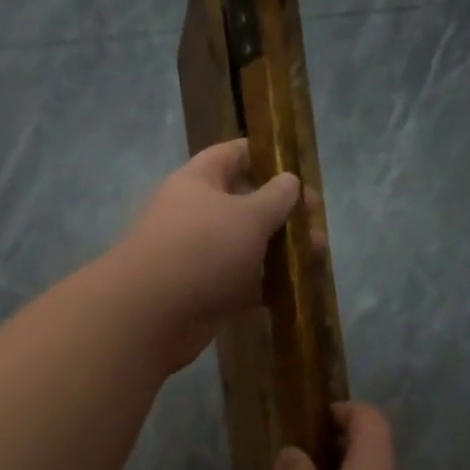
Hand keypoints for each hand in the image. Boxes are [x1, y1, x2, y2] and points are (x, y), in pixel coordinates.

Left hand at [113, 139, 303, 371]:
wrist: (152, 314)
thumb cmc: (202, 249)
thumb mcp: (248, 216)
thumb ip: (275, 197)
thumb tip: (290, 180)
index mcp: (198, 181)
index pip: (233, 154)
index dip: (265, 155)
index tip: (298, 167)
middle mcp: (195, 214)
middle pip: (244, 203)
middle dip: (282, 211)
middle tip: (318, 222)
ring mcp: (197, 256)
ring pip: (245, 246)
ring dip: (279, 250)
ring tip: (318, 256)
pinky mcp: (203, 293)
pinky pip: (241, 283)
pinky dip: (265, 285)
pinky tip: (296, 288)